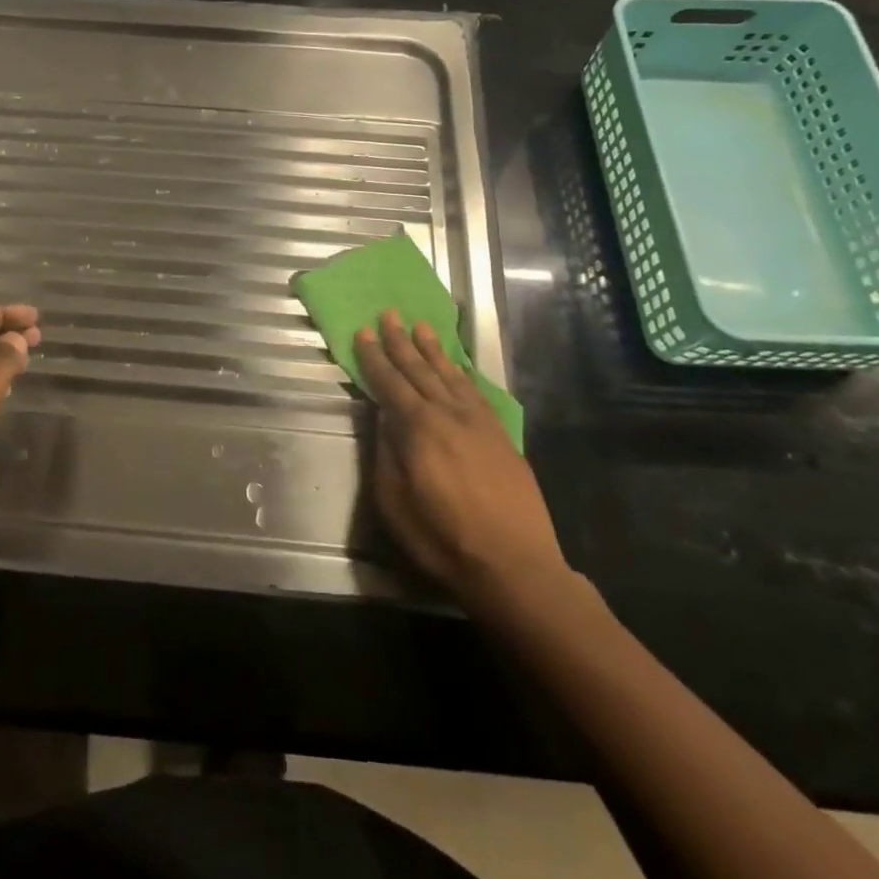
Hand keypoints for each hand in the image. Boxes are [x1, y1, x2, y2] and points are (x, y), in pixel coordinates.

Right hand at [355, 310, 566, 597]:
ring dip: (433, 350)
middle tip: (389, 313)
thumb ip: (386, 454)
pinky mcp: (501, 435)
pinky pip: (476, 392)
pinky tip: (457, 366)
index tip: (363, 332)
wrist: (515, 565)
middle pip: (419, 370)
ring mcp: (479, 422)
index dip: (374, 357)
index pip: (390, 383)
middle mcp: (448, 414)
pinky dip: (462, 374)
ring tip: (421, 326)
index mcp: (418, 429)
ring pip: (450, 375)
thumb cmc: (443, 538)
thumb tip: (383, 417)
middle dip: (401, 341)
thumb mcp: (395, 503)